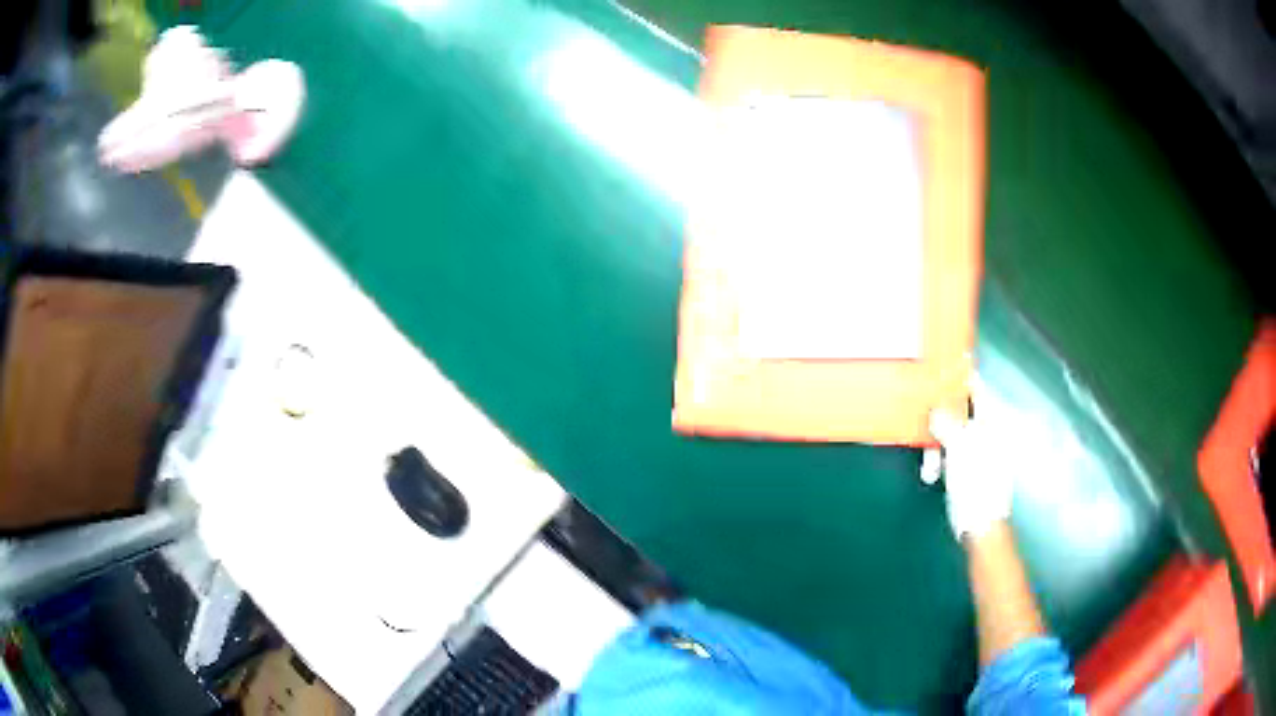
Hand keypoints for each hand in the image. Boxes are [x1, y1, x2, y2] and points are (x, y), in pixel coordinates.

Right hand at [929, 378, 1014, 541]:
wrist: (981, 525)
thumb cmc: (976, 484)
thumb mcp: (959, 448)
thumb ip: (948, 424)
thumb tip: (937, 409)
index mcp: (993, 424)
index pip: (979, 390)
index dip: (964, 377)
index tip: (948, 365)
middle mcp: (990, 434)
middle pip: (965, 411)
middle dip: (944, 413)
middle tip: (926, 409)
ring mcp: (982, 453)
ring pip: (957, 434)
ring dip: (939, 440)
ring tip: (929, 456)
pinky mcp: (973, 470)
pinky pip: (954, 452)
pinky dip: (943, 455)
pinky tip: (933, 468)